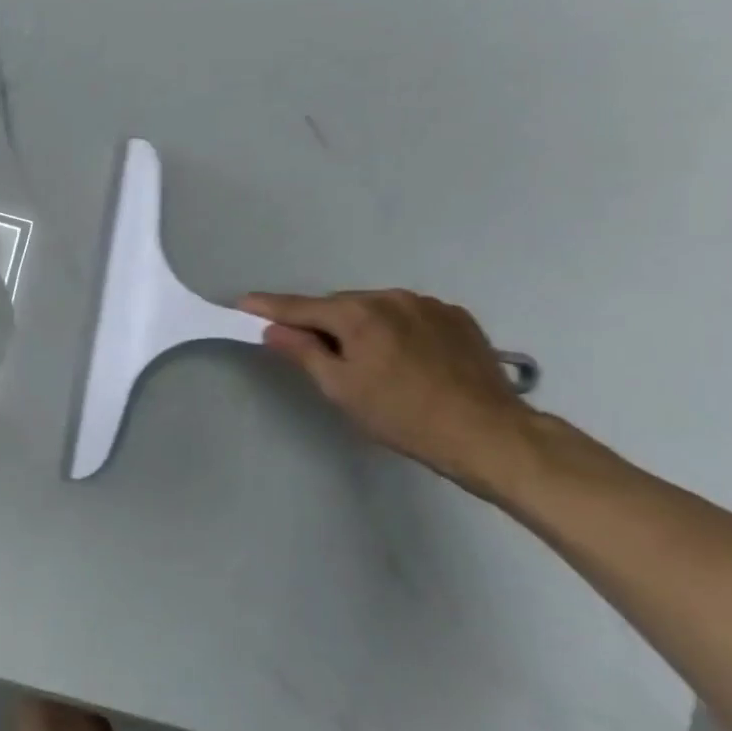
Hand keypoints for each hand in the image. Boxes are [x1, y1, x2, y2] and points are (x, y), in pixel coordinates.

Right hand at [240, 289, 537, 493]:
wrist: (488, 433)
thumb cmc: (401, 415)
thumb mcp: (340, 388)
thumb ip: (303, 352)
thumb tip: (274, 329)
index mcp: (358, 313)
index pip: (300, 306)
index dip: (268, 307)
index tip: (243, 303)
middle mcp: (391, 297)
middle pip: (339, 306)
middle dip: (320, 322)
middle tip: (310, 351)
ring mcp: (428, 305)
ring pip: (375, 309)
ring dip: (359, 325)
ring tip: (363, 359)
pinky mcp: (457, 318)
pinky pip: (408, 316)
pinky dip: (393, 329)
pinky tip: (401, 358)